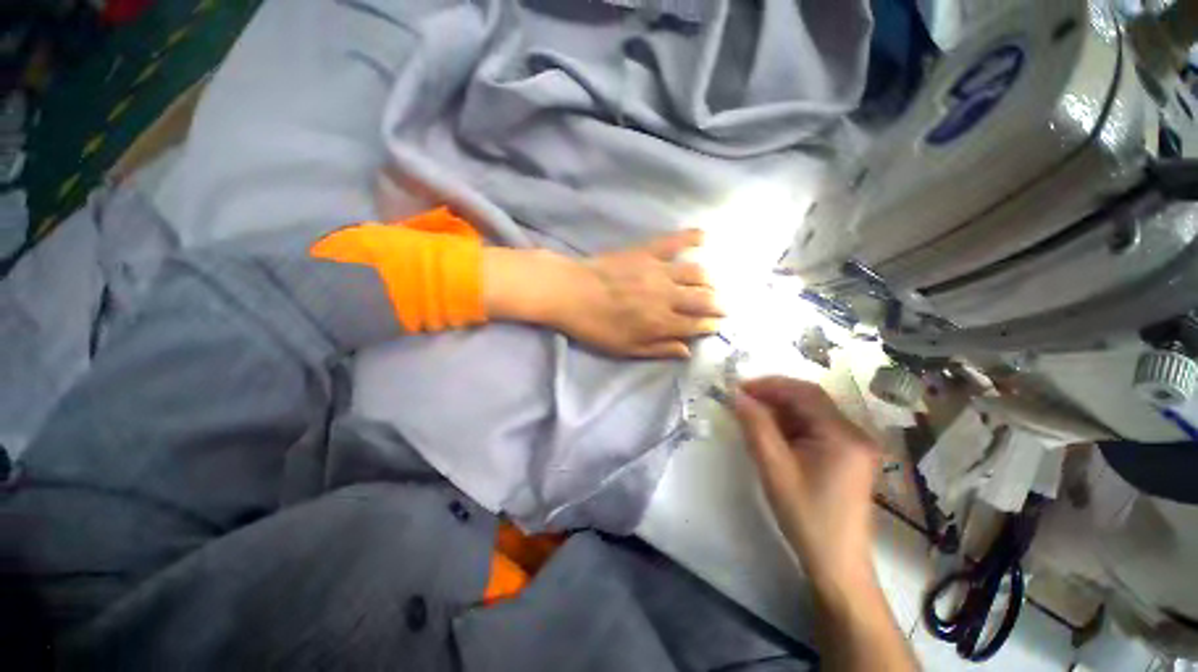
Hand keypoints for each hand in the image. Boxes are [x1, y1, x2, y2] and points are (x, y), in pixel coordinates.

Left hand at [547, 230, 723, 357]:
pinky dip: (692, 237)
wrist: (571, 292)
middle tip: (722, 306)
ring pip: (696, 273)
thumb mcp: (625, 348)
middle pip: (703, 299)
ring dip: (709, 280)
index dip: (709, 325)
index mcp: (661, 322)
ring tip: (712, 284)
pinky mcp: (647, 252)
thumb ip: (658, 349)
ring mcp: (659, 271)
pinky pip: (674, 242)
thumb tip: (687, 351)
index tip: (715, 325)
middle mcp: (667, 296)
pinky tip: (704, 237)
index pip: (696, 324)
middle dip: (717, 304)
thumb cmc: (596, 326)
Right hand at [732, 377, 880, 583]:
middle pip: (810, 400)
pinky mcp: (847, 456)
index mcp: (843, 435)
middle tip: (742, 399)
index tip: (739, 388)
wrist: (836, 564)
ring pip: (811, 412)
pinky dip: (789, 424)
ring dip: (779, 409)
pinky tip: (770, 431)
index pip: (805, 393)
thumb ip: (755, 427)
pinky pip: (814, 427)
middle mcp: (854, 433)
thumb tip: (737, 395)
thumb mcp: (774, 468)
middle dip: (773, 394)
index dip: (770, 385)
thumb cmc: (806, 517)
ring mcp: (853, 445)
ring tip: (751, 413)